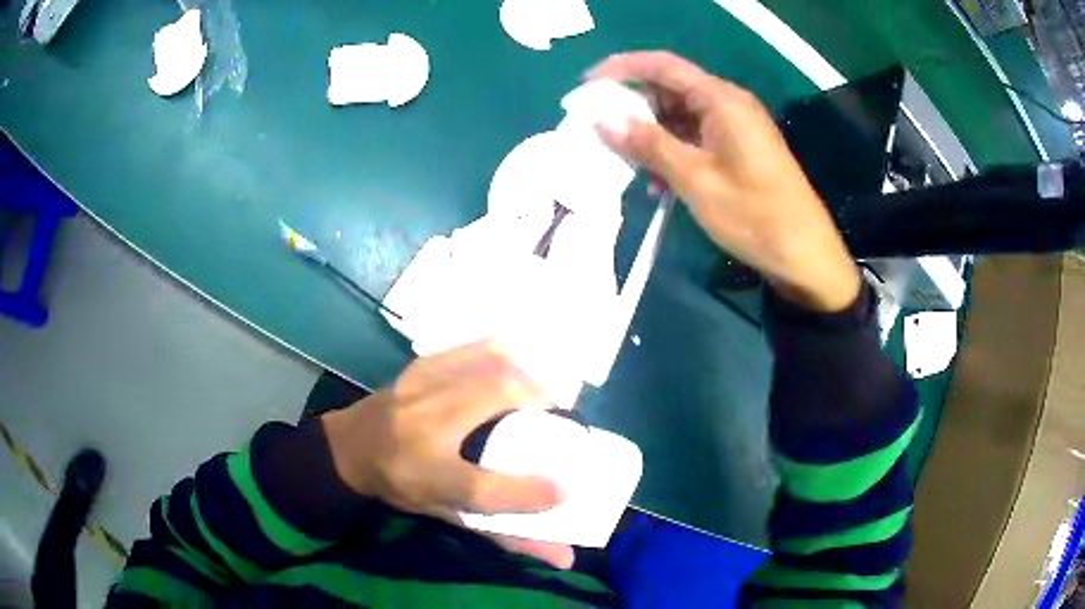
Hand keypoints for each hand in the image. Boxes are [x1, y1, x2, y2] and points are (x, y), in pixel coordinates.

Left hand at [321, 341, 573, 568]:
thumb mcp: (449, 515)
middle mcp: (422, 426)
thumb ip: (506, 535)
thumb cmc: (402, 486)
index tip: (566, 491)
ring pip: (491, 362)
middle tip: (559, 422)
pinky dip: (506, 358)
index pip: (480, 489)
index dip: (528, 492)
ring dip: (527, 376)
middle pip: (496, 395)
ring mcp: (422, 386)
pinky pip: (477, 349)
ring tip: (540, 398)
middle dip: (542, 402)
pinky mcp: (424, 363)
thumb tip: (564, 557)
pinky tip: (512, 373)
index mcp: (423, 475)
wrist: (349, 447)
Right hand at [588, 51, 858, 311]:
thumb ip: (649, 145)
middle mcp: (728, 104)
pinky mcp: (739, 150)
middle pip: (670, 89)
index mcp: (721, 100)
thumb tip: (602, 120)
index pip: (662, 66)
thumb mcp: (695, 180)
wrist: (805, 255)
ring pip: (680, 116)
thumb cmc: (754, 215)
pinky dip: (673, 152)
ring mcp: (736, 127)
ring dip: (651, 134)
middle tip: (599, 129)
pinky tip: (658, 182)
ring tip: (625, 161)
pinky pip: (696, 138)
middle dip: (633, 106)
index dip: (621, 69)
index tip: (586, 85)